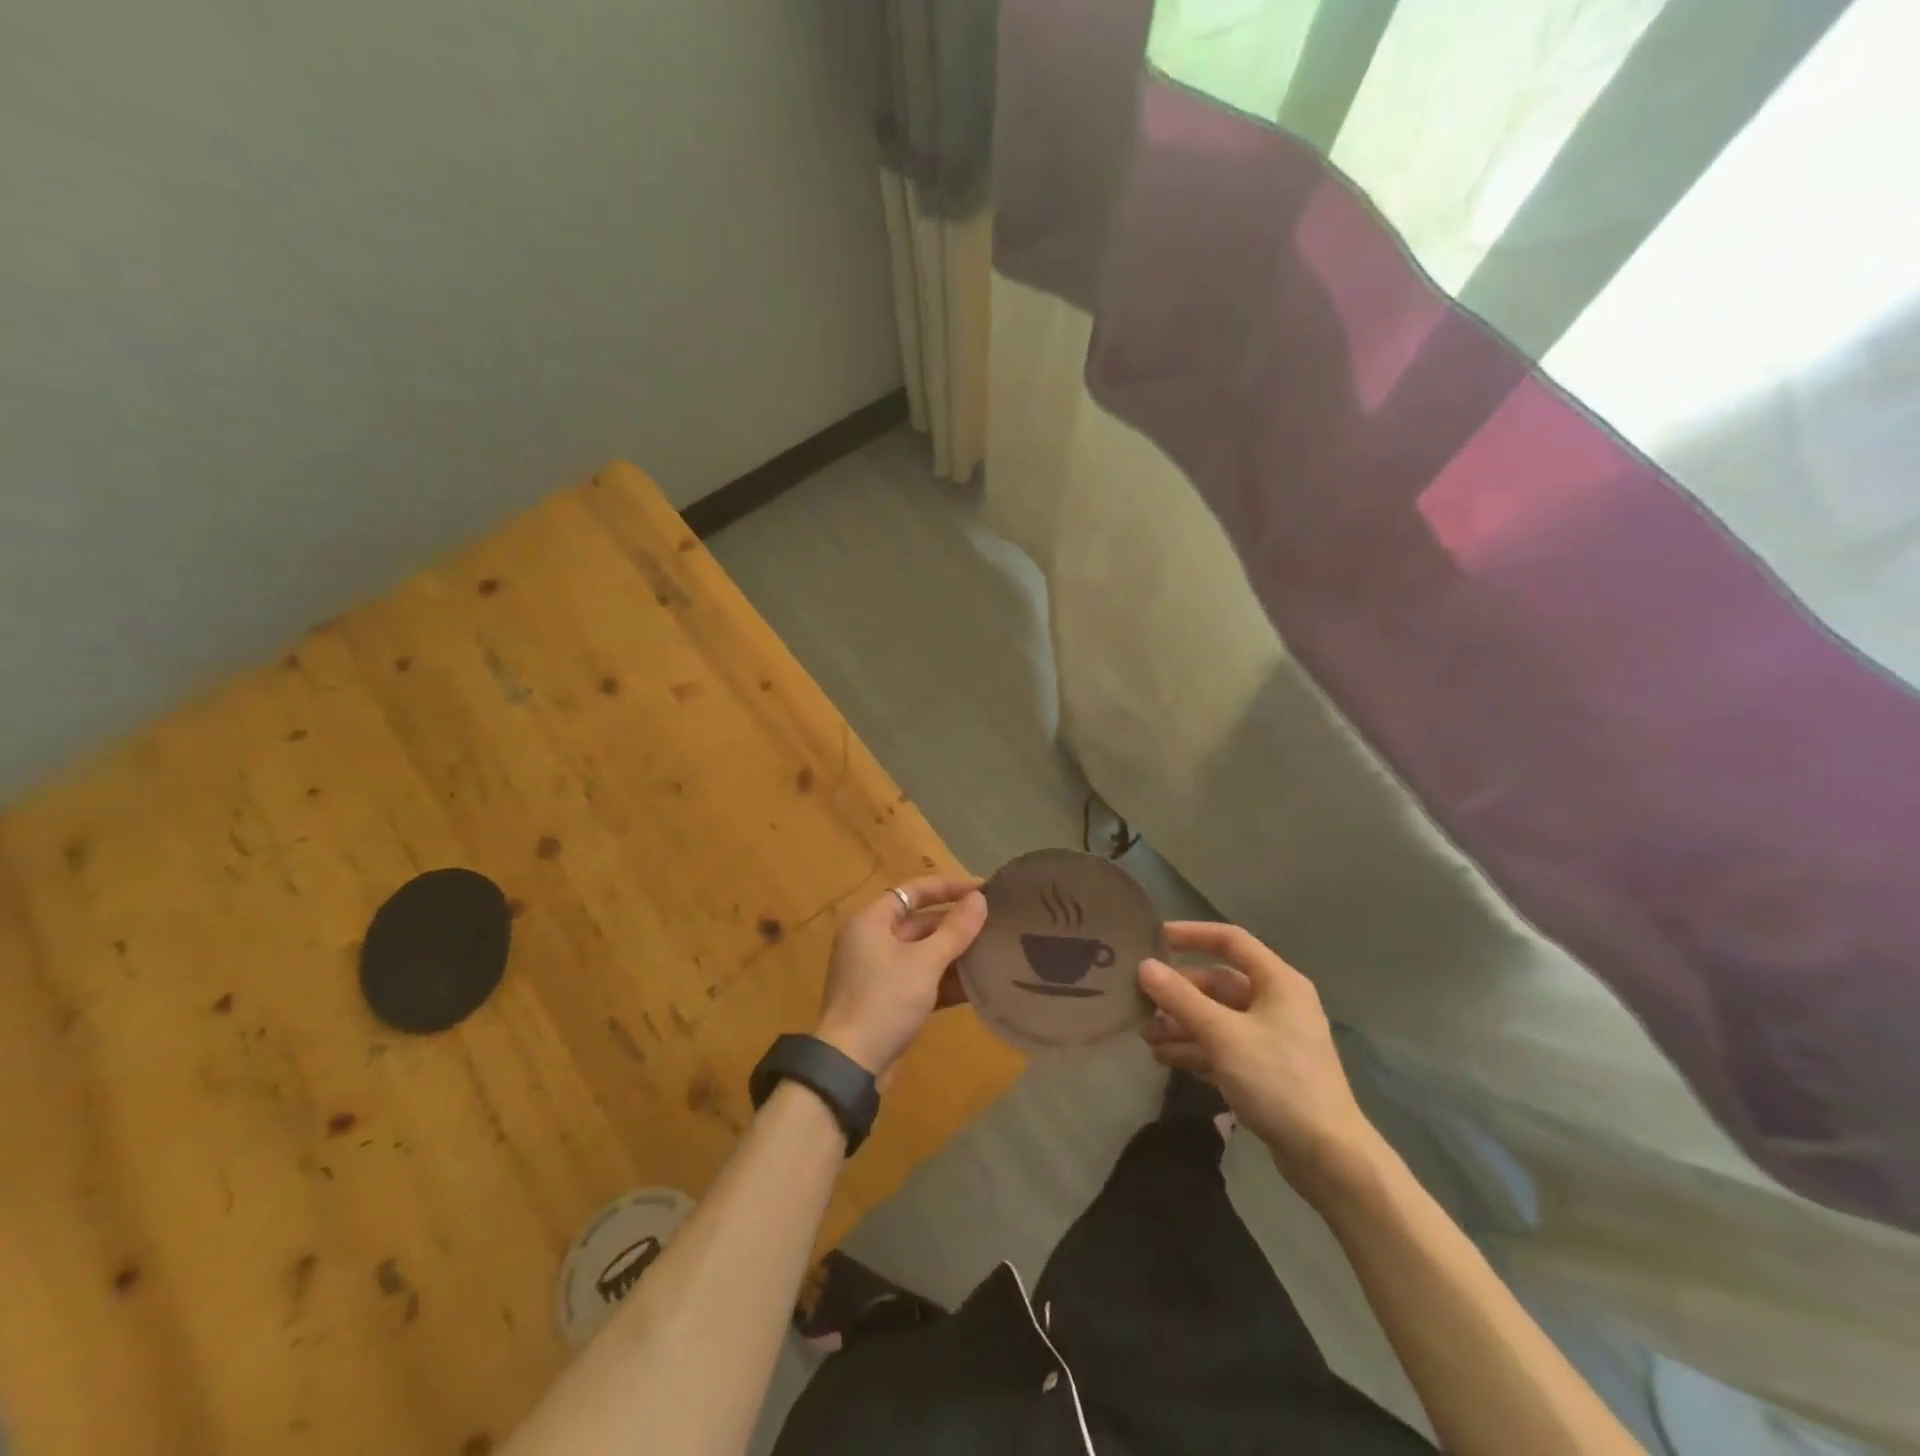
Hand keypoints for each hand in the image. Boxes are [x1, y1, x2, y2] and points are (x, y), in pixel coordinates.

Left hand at [814, 876, 987, 1084]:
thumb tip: (980, 899)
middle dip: (956, 924)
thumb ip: (955, 930)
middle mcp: (871, 940)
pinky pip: (920, 979)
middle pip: (919, 922)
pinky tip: (978, 985)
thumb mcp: (924, 962)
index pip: (913, 891)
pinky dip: (944, 980)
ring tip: (993, 951)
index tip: (983, 889)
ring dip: (954, 953)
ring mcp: (878, 972)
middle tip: (995, 923)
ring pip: (922, 953)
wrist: (851, 1066)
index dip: (949, 887)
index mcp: (871, 921)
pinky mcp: (887, 1000)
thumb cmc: (885, 1001)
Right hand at [1139, 922, 1381, 1200]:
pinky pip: (1222, 1046)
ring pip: (1217, 1017)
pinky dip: (1195, 1048)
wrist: (1328, 1157)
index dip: (1192, 934)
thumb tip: (1144, 966)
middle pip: (1218, 984)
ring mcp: (1271, 1038)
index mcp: (1278, 982)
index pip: (1230, 941)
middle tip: (1139, 1001)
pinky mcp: (1265, 1070)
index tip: (1154, 939)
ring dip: (1181, 1023)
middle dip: (1178, 993)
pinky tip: (1164, 1057)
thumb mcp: (1223, 1035)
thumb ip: (1181, 999)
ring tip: (1145, 1036)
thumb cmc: (1278, 1081)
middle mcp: (1276, 1002)